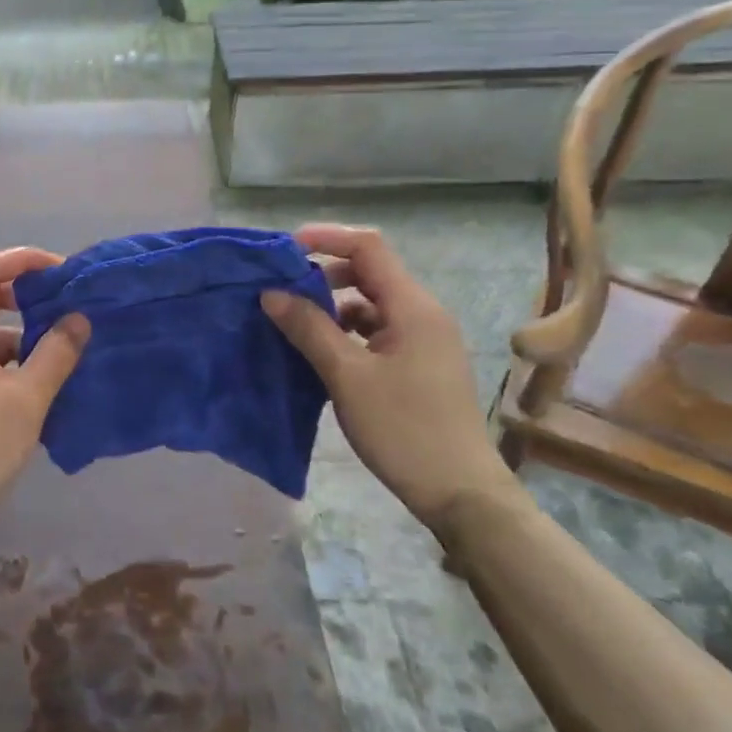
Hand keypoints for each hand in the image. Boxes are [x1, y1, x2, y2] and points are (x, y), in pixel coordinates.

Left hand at [0, 248, 89, 534]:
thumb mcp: (27, 400)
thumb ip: (55, 355)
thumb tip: (78, 318)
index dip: (21, 260)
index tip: (61, 272)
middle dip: (31, 300)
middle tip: (71, 311)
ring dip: (29, 339)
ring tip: (70, 355)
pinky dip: (19, 367)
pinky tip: (47, 389)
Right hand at [261, 223, 513, 531]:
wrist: (460, 492)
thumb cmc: (403, 428)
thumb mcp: (347, 376)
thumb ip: (309, 328)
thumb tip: (271, 292)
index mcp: (412, 307)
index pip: (368, 248)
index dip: (326, 239)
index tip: (283, 250)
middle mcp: (422, 314)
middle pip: (369, 273)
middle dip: (323, 274)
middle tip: (280, 289)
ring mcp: (423, 340)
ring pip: (371, 304)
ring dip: (332, 305)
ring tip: (292, 322)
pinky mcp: (418, 364)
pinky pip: (377, 331)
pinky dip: (346, 331)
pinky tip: (320, 352)